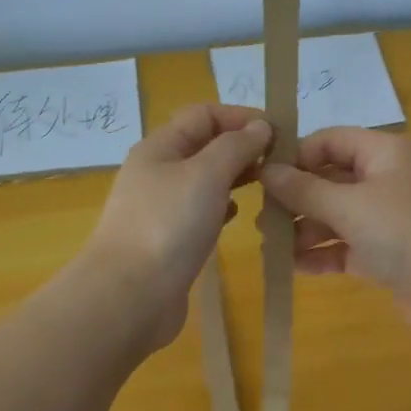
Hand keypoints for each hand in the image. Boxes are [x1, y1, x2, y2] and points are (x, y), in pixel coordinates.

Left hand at [80, 104, 271, 349]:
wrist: (129, 296)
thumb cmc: (168, 226)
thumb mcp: (206, 174)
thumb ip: (236, 146)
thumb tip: (260, 126)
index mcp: (160, 147)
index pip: (204, 114)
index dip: (241, 117)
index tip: (280, 134)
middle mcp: (158, 172)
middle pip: (204, 145)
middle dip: (242, 147)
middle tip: (281, 163)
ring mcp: (161, 207)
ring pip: (205, 179)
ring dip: (236, 177)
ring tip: (268, 187)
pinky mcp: (168, 239)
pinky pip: (201, 211)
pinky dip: (224, 207)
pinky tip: (240, 216)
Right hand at [260, 127, 410, 340]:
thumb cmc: (406, 233)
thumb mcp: (349, 206)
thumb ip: (304, 190)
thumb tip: (267, 171)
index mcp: (384, 153)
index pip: (331, 141)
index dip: (296, 156)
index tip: (262, 177)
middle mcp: (387, 180)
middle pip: (331, 180)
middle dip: (296, 198)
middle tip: (261, 218)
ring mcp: (390, 219)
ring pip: (338, 216)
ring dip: (306, 229)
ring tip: (271, 247)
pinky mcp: (389, 254)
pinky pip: (348, 247)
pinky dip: (324, 254)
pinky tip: (294, 267)